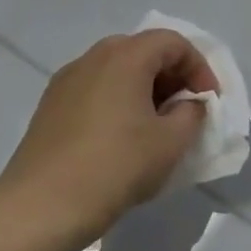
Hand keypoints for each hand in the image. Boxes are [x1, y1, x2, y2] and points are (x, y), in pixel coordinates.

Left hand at [0, 30, 219, 250]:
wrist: (42, 207)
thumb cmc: (117, 166)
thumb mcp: (172, 140)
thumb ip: (192, 113)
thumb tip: (189, 104)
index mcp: (125, 57)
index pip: (173, 42)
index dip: (199, 67)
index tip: (209, 101)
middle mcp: (92, 59)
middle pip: (143, 50)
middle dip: (172, 75)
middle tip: (186, 107)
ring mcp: (66, 82)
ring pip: (117, 70)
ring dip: (145, 88)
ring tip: (158, 124)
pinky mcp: (50, 107)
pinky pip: (96, 89)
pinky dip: (119, 100)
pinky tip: (125, 136)